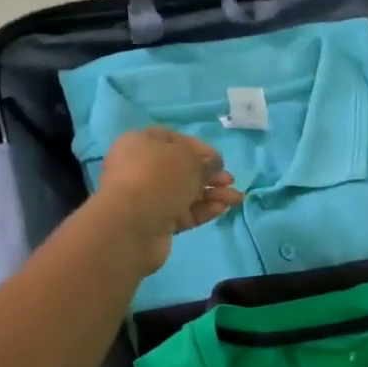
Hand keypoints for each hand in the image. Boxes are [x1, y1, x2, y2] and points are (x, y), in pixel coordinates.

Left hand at [96, 127, 244, 273]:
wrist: (131, 225)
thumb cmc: (158, 178)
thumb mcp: (188, 159)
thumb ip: (206, 161)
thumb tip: (212, 165)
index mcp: (141, 143)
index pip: (174, 140)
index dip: (199, 148)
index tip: (219, 160)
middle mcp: (141, 168)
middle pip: (182, 169)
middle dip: (209, 175)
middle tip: (230, 181)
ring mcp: (148, 197)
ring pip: (186, 192)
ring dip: (212, 194)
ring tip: (236, 198)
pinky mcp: (155, 222)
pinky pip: (183, 212)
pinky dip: (203, 210)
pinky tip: (222, 209)